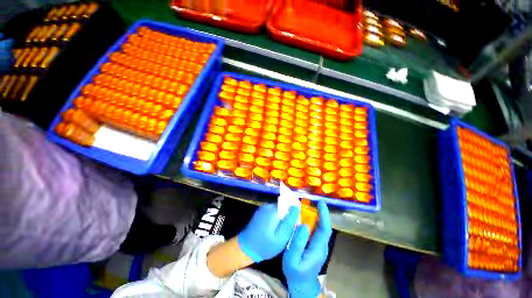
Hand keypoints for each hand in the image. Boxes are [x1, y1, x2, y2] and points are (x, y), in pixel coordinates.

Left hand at [238, 204, 298, 262]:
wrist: (245, 248)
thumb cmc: (265, 245)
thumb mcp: (281, 237)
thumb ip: (289, 221)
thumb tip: (296, 206)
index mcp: (273, 210)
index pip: (288, 204)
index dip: (293, 212)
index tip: (294, 223)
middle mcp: (268, 206)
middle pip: (283, 206)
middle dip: (287, 216)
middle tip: (287, 230)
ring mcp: (263, 208)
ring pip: (278, 210)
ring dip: (281, 218)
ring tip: (279, 231)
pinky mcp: (260, 212)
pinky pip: (272, 212)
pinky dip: (275, 219)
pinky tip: (273, 229)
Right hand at [283, 201, 332, 297]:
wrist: (302, 285)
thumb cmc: (296, 273)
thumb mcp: (292, 259)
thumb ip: (298, 242)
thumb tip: (304, 225)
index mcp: (318, 249)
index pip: (325, 229)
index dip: (324, 215)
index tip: (321, 203)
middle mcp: (321, 245)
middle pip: (323, 226)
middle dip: (318, 212)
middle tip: (309, 202)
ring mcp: (319, 245)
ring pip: (319, 227)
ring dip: (314, 216)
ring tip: (305, 207)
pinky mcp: (315, 245)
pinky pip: (315, 230)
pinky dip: (311, 222)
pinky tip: (303, 218)